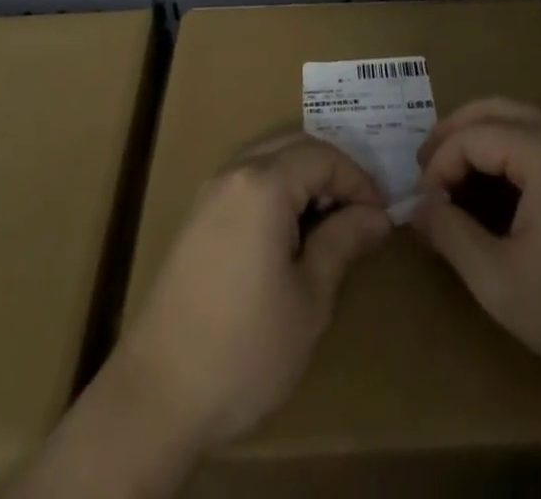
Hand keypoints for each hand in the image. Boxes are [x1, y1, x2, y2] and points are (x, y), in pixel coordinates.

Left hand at [113, 131, 391, 452]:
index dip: (358, 180)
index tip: (382, 216)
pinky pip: (246, 181)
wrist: (158, 394)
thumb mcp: (309, 299)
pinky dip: (276, 192)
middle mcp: (234, 173)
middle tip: (359, 214)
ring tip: (329, 225)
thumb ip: (343, 242)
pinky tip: (289, 236)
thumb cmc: (245, 348)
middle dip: (332, 171)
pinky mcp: (197, 218)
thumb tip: (377, 215)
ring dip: (303, 179)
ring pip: (268, 159)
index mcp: (263, 185)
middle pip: (293, 145)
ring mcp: (210, 193)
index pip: (323, 156)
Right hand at [411, 96, 540, 391]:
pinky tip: (502, 188)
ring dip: (482, 137)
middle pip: (494, 108)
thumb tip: (419, 206)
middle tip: (427, 169)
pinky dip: (511, 149)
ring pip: (520, 119)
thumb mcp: (501, 283)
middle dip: (454, 133)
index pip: (471, 136)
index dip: (438, 165)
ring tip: (456, 176)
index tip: (422, 204)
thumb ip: (450, 236)